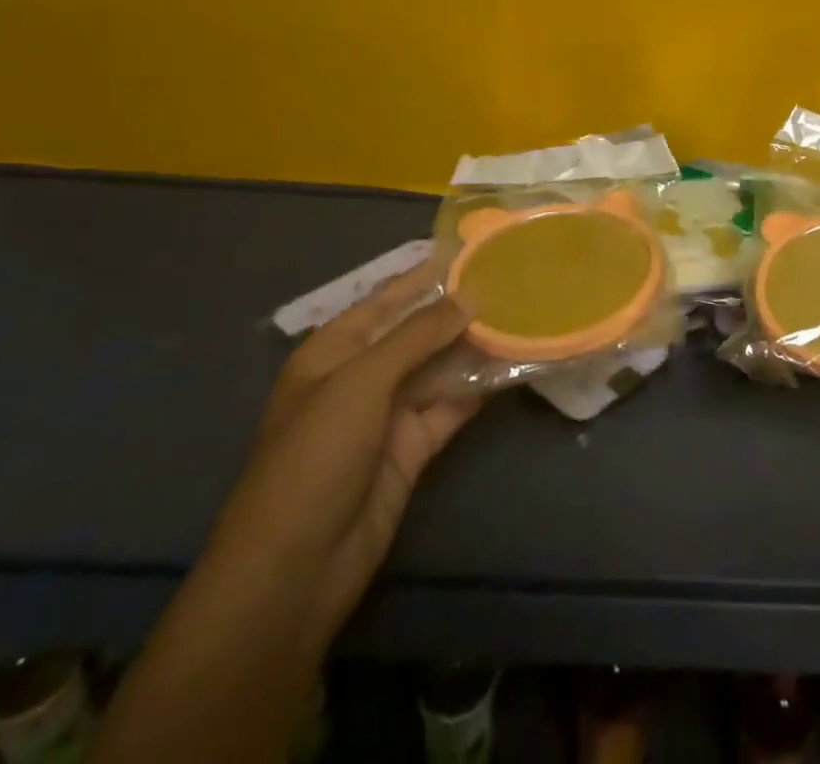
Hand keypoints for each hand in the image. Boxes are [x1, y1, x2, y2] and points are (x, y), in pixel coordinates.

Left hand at [205, 265, 482, 653]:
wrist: (295, 570)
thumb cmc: (313, 458)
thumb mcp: (360, 383)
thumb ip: (418, 336)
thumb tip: (469, 297)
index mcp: (333, 353)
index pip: (385, 301)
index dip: (424, 276)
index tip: (472, 250)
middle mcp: (361, 377)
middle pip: (418, 333)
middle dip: (459, 310)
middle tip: (513, 280)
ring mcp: (389, 414)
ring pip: (440, 367)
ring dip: (476, 345)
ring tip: (524, 313)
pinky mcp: (414, 447)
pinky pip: (452, 404)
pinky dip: (480, 385)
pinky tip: (515, 362)